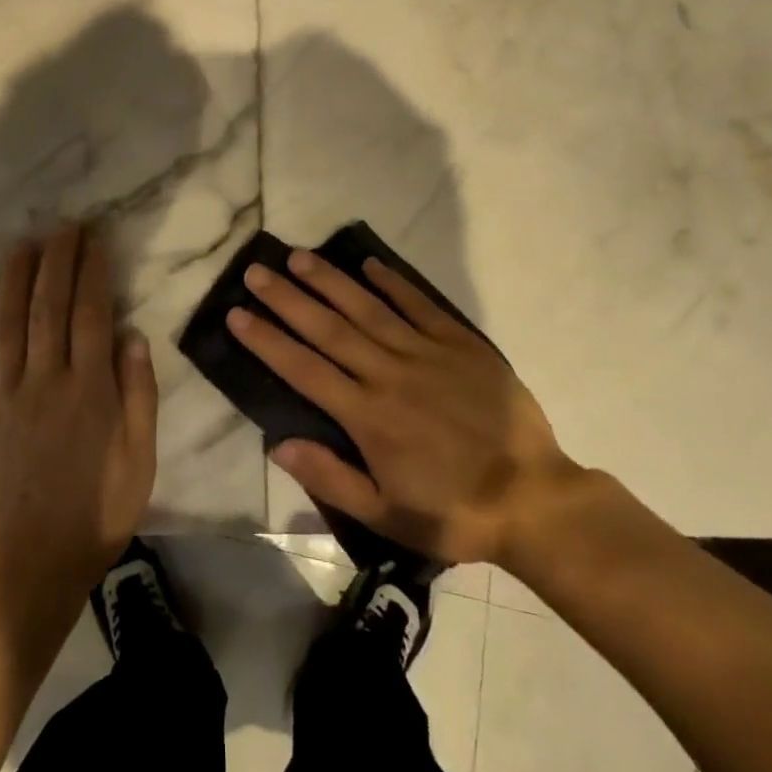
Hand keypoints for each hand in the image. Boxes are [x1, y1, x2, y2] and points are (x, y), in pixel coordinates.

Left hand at [0, 225, 158, 606]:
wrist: (29, 564)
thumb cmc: (97, 511)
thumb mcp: (140, 459)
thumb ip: (138, 394)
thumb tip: (132, 335)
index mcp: (89, 388)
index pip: (91, 313)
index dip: (92, 271)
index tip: (94, 240)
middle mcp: (45, 380)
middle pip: (49, 306)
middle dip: (56, 261)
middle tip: (62, 227)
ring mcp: (3, 396)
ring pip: (8, 323)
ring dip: (15, 278)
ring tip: (22, 245)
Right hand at [227, 249, 582, 568]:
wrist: (535, 500)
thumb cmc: (454, 512)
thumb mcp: (387, 515)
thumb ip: (331, 478)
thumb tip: (278, 443)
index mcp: (367, 416)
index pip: (303, 369)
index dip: (267, 340)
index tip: (236, 314)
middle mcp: (389, 375)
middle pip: (328, 329)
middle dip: (287, 298)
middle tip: (255, 271)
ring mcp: (426, 354)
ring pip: (368, 309)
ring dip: (331, 281)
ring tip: (299, 256)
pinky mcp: (461, 345)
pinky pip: (420, 306)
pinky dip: (394, 283)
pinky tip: (370, 264)